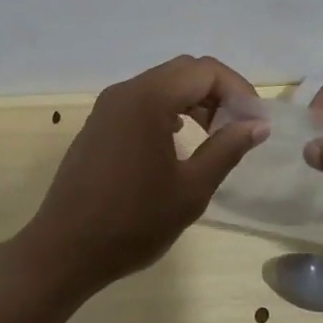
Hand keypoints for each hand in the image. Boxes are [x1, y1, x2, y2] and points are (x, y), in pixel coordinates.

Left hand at [13, 55, 268, 300]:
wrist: (64, 250)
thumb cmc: (133, 222)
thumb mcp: (191, 189)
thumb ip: (227, 149)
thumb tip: (257, 124)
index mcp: (149, 98)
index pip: (206, 71)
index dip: (238, 90)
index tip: (256, 122)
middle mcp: (126, 91)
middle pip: (184, 71)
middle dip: (218, 93)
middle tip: (238, 128)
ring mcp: (108, 106)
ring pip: (163, 84)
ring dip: (194, 101)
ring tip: (214, 137)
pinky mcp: (99, 123)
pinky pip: (143, 101)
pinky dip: (170, 110)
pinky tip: (179, 142)